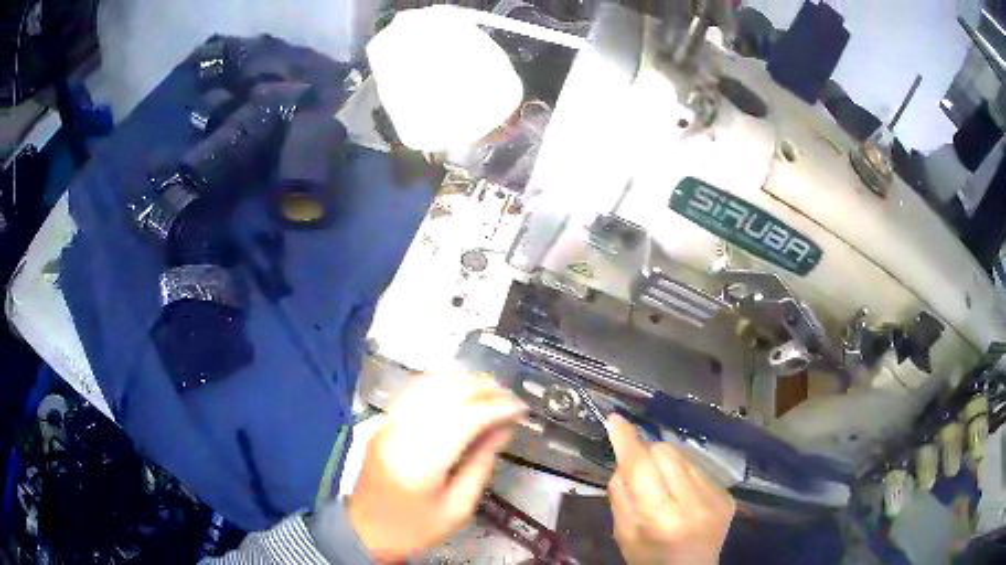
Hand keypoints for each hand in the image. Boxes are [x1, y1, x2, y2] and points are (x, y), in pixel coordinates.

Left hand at [347, 373, 527, 561]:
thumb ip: (482, 463)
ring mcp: (387, 424)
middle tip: (510, 399)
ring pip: (429, 384)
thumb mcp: (459, 508)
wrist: (366, 530)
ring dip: (464, 381)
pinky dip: (441, 383)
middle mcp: (400, 435)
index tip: (520, 409)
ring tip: (490, 391)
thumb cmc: (416, 529)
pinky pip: (414, 390)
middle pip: (446, 393)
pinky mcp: (383, 422)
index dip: (497, 407)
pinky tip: (460, 390)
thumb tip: (504, 427)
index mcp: (421, 466)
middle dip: (484, 389)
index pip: (464, 419)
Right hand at [606, 414, 735, 564]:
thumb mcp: (623, 533)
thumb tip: (623, 458)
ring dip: (668, 465)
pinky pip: (700, 468)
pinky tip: (683, 496)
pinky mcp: (728, 495)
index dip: (627, 441)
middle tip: (640, 474)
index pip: (641, 468)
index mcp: (661, 517)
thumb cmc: (648, 559)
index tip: (616, 419)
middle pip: (665, 452)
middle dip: (647, 455)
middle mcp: (693, 502)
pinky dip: (684, 475)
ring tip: (664, 489)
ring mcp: (716, 497)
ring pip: (684, 456)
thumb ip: (620, 494)